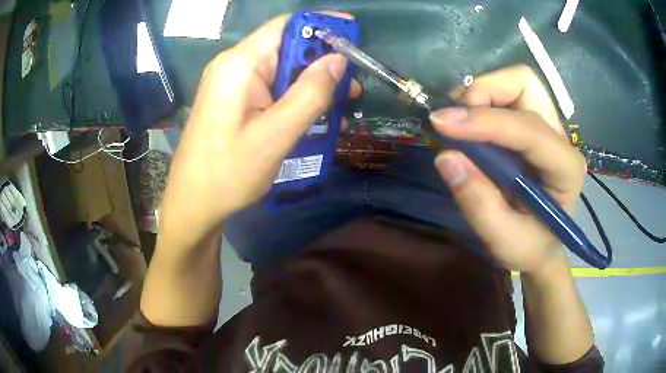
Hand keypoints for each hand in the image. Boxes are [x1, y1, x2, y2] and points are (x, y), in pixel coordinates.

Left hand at [159, 13, 360, 240]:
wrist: (193, 204)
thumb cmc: (228, 174)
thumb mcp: (275, 135)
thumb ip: (310, 94)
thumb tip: (338, 60)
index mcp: (240, 65)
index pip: (286, 26)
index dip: (321, 24)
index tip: (353, 35)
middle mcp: (234, 66)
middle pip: (286, 47)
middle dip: (322, 62)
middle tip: (354, 84)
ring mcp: (232, 84)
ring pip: (282, 70)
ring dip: (312, 83)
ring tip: (344, 104)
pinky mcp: (234, 101)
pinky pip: (271, 89)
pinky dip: (295, 98)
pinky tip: (317, 117)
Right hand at [430, 65, 586, 272]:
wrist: (541, 245)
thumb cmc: (529, 247)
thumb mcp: (503, 241)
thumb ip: (479, 203)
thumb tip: (446, 157)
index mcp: (566, 169)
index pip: (529, 130)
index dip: (486, 122)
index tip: (441, 124)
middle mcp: (560, 138)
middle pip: (526, 84)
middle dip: (486, 91)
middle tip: (455, 119)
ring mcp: (547, 127)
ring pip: (516, 82)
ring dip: (482, 93)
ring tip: (458, 123)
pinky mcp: (533, 125)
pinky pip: (507, 94)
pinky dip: (481, 101)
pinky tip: (467, 126)